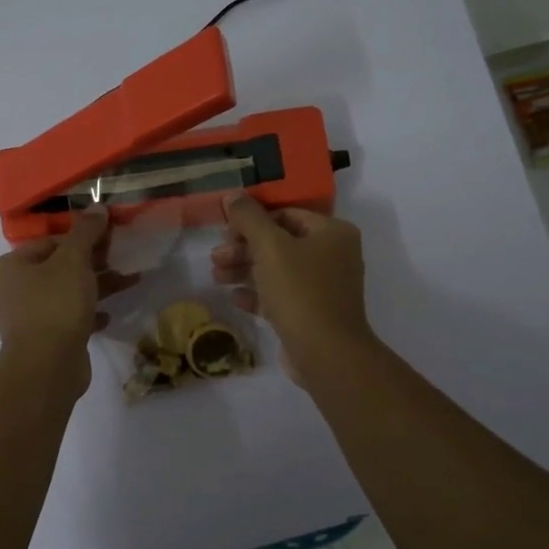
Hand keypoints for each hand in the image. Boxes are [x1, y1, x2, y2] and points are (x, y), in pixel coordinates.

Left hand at [0, 207, 138, 393]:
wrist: (48, 366)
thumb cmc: (55, 304)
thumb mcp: (73, 261)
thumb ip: (86, 233)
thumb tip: (97, 207)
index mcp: (7, 268)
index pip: (48, 243)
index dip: (81, 238)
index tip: (109, 238)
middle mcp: (10, 291)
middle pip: (57, 268)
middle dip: (92, 263)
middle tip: (121, 258)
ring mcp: (25, 319)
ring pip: (65, 294)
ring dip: (96, 287)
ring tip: (128, 281)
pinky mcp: (42, 341)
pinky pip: (67, 319)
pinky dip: (87, 314)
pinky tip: (108, 315)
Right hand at [212, 194, 374, 384]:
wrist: (326, 353)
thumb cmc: (301, 292)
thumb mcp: (270, 247)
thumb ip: (249, 218)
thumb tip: (232, 195)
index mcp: (332, 232)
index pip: (286, 214)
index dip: (252, 221)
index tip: (225, 234)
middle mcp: (333, 255)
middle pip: (279, 243)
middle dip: (244, 249)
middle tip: (216, 258)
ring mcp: (324, 287)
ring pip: (277, 270)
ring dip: (245, 270)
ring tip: (217, 278)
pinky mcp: (312, 313)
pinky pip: (281, 296)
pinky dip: (257, 294)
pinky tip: (234, 298)